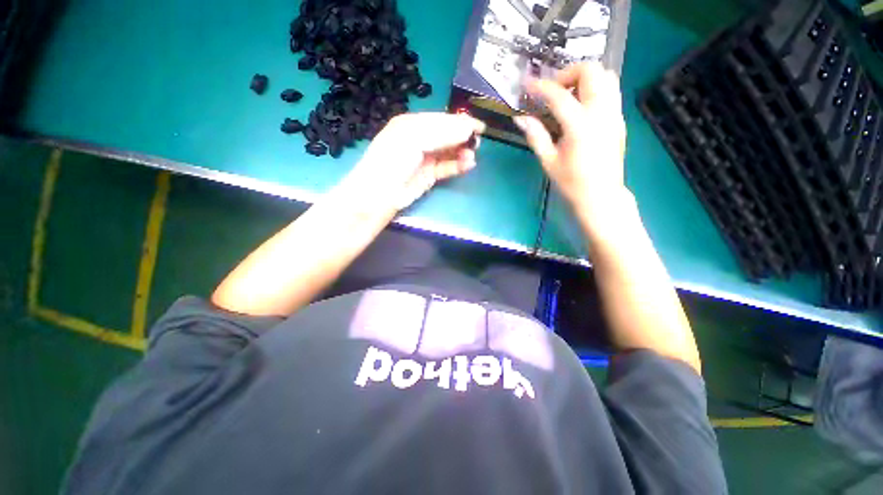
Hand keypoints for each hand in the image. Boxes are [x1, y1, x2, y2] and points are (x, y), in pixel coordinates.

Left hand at [344, 112, 485, 211]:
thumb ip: (441, 132)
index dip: (460, 122)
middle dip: (463, 137)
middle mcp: (420, 139)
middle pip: (447, 135)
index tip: (479, 126)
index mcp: (412, 124)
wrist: (381, 193)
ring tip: (472, 155)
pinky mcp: (429, 175)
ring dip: (462, 152)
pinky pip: (447, 167)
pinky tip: (468, 164)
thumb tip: (467, 129)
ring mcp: (425, 158)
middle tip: (478, 141)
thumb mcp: (414, 138)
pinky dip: (458, 165)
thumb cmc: (393, 160)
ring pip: (449, 152)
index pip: (441, 119)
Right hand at [513, 63, 628, 232]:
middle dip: (568, 73)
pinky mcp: (619, 119)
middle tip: (553, 90)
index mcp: (580, 125)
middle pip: (592, 71)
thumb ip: (535, 135)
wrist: (601, 195)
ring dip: (584, 78)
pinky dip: (594, 89)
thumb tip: (520, 118)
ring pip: (606, 76)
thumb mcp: (548, 161)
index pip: (559, 95)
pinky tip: (581, 107)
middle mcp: (601, 112)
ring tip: (568, 95)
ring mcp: (614, 114)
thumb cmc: (571, 182)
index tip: (526, 84)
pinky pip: (611, 91)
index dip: (540, 86)